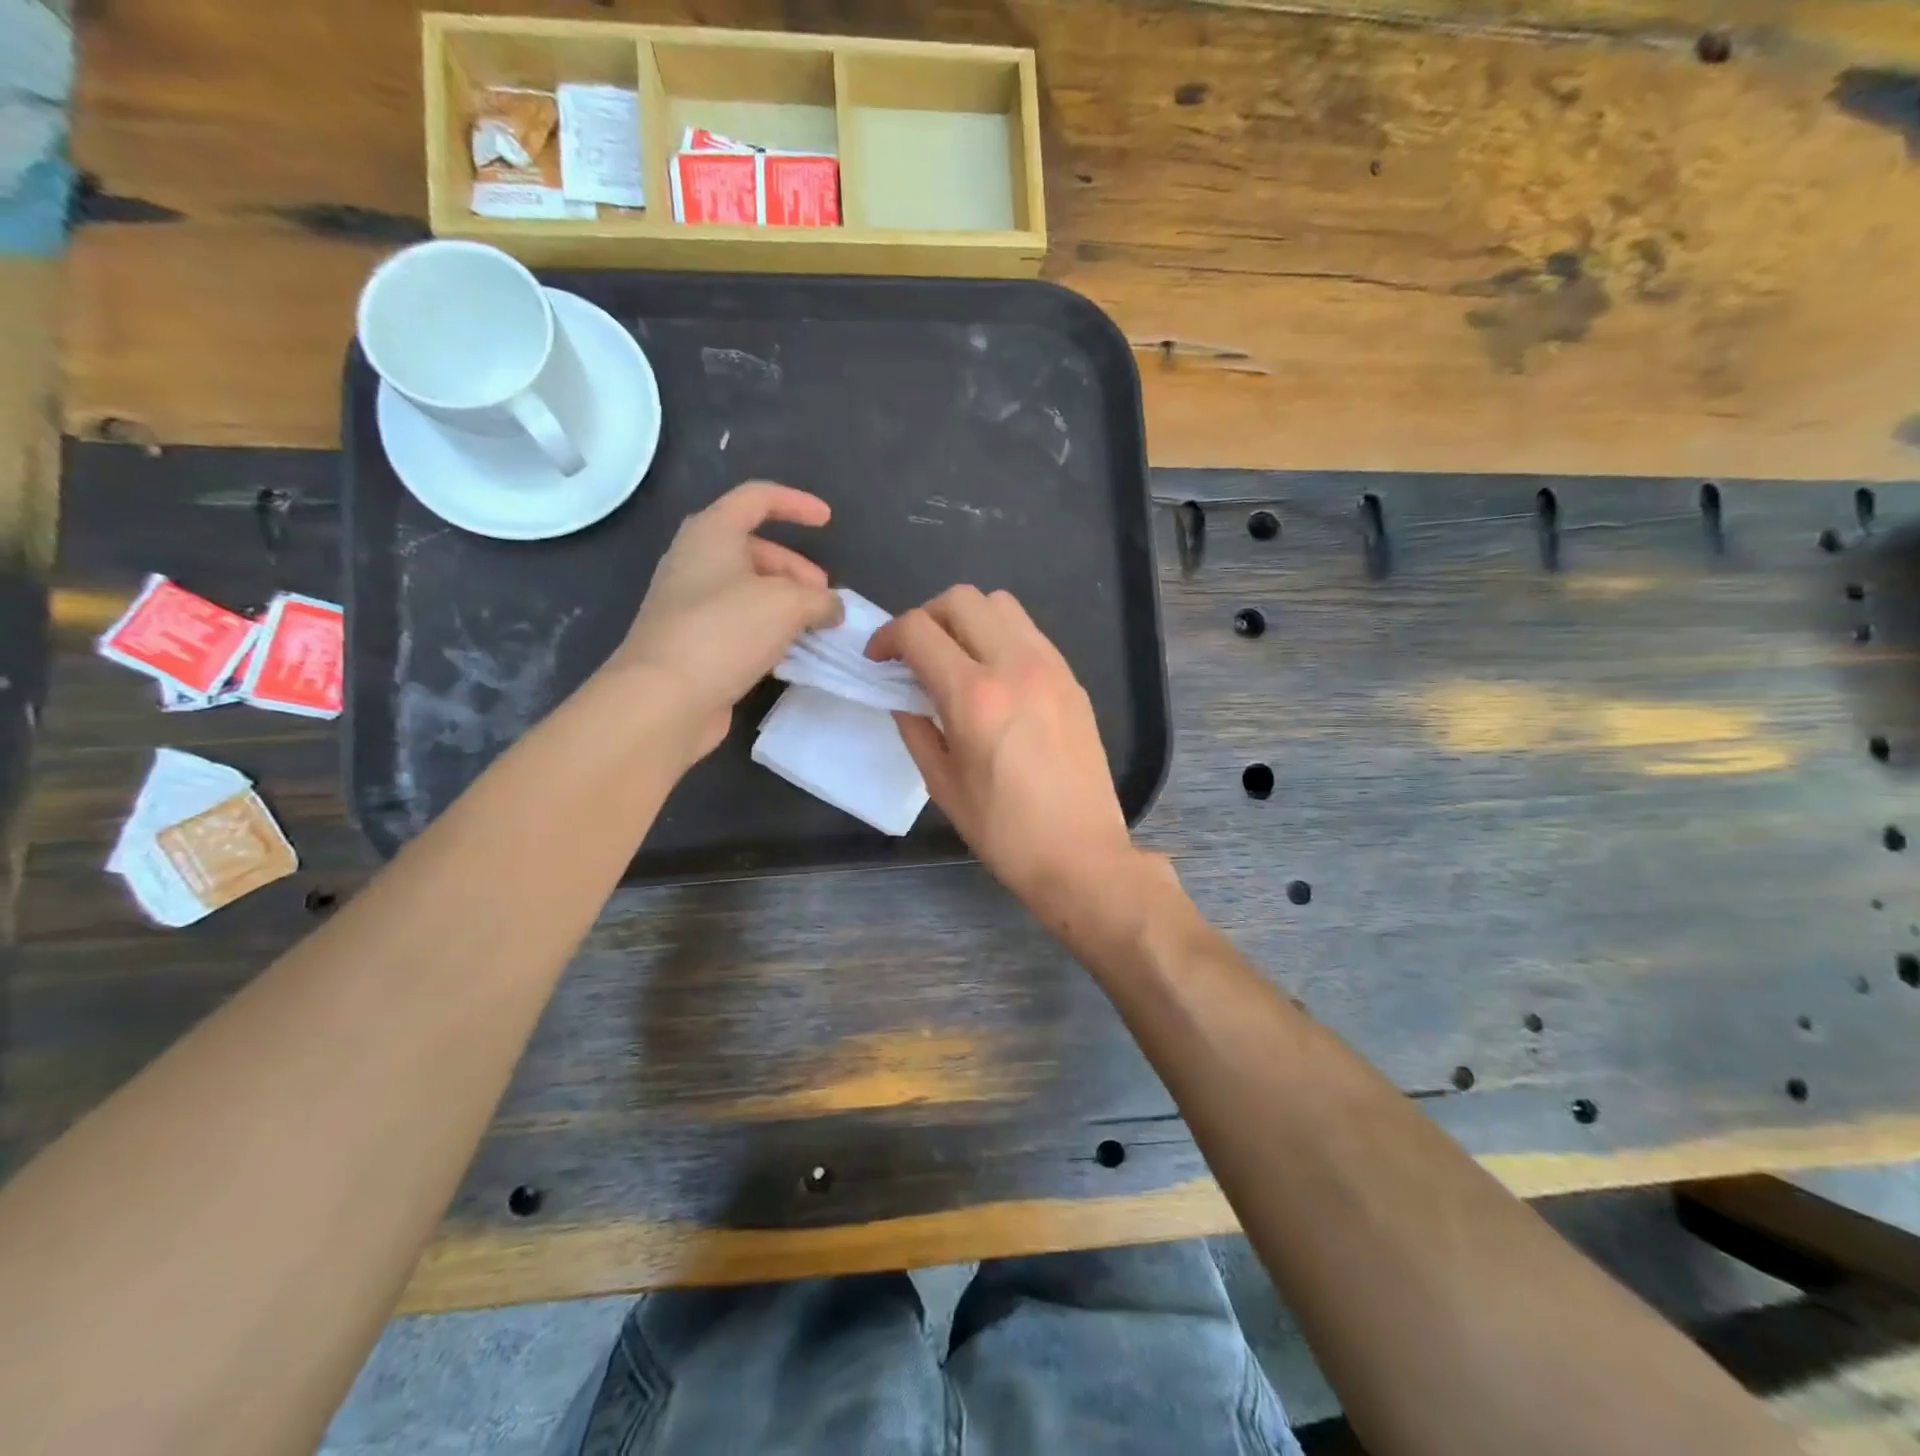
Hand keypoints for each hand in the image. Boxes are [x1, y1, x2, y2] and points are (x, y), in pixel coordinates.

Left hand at [605, 481, 841, 761]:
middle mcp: (695, 560)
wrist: (664, 698)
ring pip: (747, 589)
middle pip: (754, 549)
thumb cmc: (724, 632)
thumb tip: (832, 608)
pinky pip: (738, 623)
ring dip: (785, 603)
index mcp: (712, 533)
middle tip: (824, 598)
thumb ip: (819, 599)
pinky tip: (788, 653)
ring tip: (814, 627)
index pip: (757, 498)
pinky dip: (767, 630)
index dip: (796, 504)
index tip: (828, 521)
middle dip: (796, 569)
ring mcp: (690, 603)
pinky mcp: (692, 641)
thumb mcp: (787, 605)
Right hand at [869, 586, 1163, 930]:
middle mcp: (1015, 665)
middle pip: (961, 599)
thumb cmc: (1004, 831)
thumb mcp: (943, 784)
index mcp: (975, 696)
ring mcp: (1051, 667)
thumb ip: (916, 729)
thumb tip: (903, 697)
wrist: (1080, 854)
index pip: (918, 630)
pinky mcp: (1072, 679)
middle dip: (926, 617)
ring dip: (967, 620)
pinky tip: (995, 677)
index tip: (879, 660)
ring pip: (1001, 604)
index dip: (887, 636)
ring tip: (956, 659)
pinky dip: (1001, 637)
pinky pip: (1030, 632)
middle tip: (915, 655)